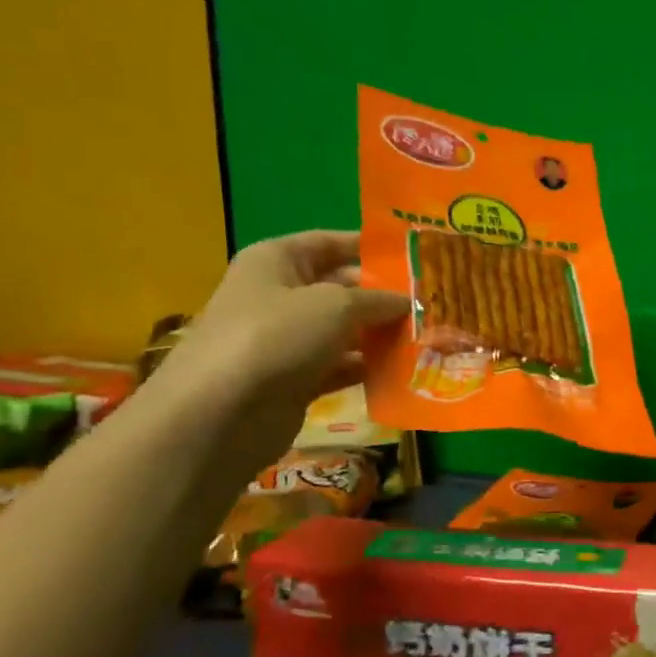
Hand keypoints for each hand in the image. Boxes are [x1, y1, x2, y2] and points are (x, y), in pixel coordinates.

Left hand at [150, 231, 408, 464]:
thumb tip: (408, 301)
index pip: (331, 243)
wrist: (221, 413)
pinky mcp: (295, 380)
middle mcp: (280, 296)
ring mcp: (287, 341)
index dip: (372, 248)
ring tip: (430, 338)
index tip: (416, 258)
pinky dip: (369, 369)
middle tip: (434, 304)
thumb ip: (377, 299)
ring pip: (345, 332)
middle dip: (385, 298)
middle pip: (342, 289)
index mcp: (278, 261)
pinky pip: (341, 367)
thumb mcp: (336, 305)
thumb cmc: (276, 337)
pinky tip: (405, 371)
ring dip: (382, 336)